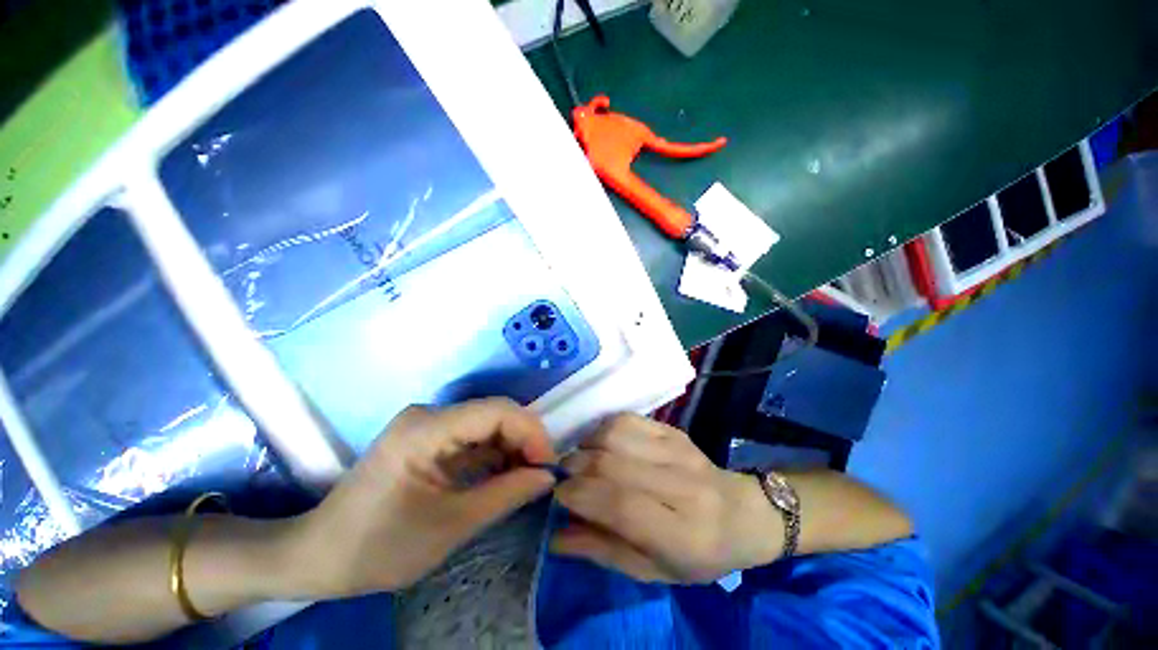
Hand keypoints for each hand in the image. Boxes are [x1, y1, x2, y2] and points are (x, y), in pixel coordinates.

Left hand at [289, 399, 557, 597]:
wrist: (319, 556)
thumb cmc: (378, 548)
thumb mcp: (451, 526)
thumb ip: (506, 494)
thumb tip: (548, 476)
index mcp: (427, 429)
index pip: (496, 410)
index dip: (530, 431)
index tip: (547, 464)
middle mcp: (429, 415)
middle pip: (494, 413)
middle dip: (524, 439)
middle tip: (540, 473)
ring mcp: (427, 425)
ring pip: (486, 424)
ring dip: (510, 447)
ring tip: (526, 477)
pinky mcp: (427, 438)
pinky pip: (472, 437)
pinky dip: (493, 454)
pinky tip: (503, 475)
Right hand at [552, 414, 782, 583]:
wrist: (742, 514)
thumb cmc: (698, 554)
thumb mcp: (653, 570)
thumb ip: (603, 551)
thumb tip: (556, 537)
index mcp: (680, 534)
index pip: (619, 505)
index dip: (580, 496)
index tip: (559, 495)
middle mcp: (680, 486)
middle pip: (611, 464)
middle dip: (576, 468)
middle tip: (565, 478)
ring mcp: (678, 451)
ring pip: (615, 435)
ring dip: (587, 445)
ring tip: (582, 459)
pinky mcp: (673, 431)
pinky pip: (628, 419)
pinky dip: (604, 429)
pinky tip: (601, 443)